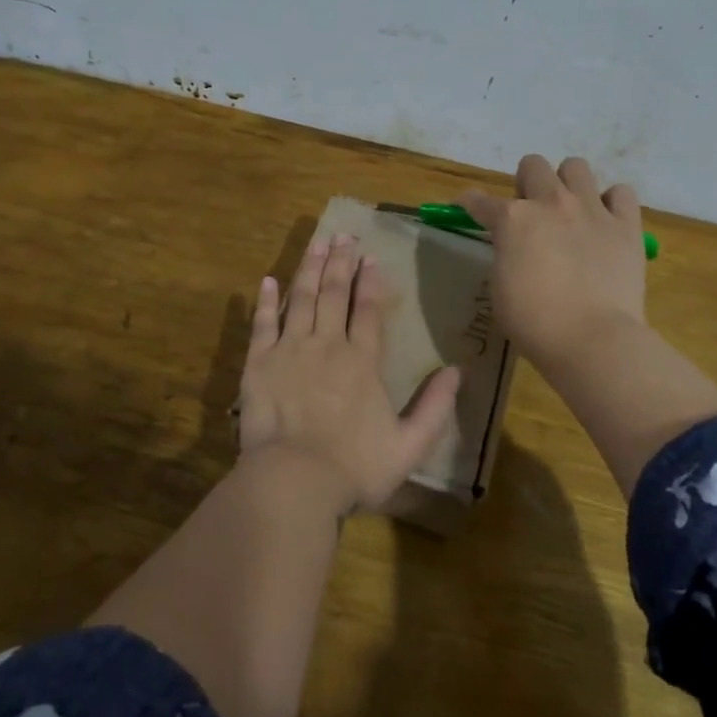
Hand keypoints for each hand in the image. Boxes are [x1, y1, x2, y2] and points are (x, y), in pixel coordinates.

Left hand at [237, 234, 461, 512]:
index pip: (367, 310)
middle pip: (333, 293)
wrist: (294, 481)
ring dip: (309, 268)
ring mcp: (289, 350)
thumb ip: (434, 407)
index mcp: (361, 361)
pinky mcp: (258, 363)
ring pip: (300, 298)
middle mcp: (326, 345)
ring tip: (316, 243)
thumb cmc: (355, 467)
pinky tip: (268, 280)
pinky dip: (265, 301)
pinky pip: (262, 324)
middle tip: (343, 235)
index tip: (371, 256)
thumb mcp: (409, 445)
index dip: (370, 282)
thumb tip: (457, 371)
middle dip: (340, 262)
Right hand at [459, 155, 646, 376]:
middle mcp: (551, 202)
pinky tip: (605, 221)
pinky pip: (621, 192)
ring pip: (576, 166)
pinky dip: (611, 202)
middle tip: (531, 213)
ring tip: (570, 210)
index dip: (469, 203)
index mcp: (512, 219)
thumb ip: (505, 254)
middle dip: (526, 183)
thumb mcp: (500, 286)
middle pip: (533, 165)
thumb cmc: (534, 322)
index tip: (467, 208)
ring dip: (567, 183)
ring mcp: (591, 209)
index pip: (479, 200)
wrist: (592, 339)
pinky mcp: (626, 225)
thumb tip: (514, 247)